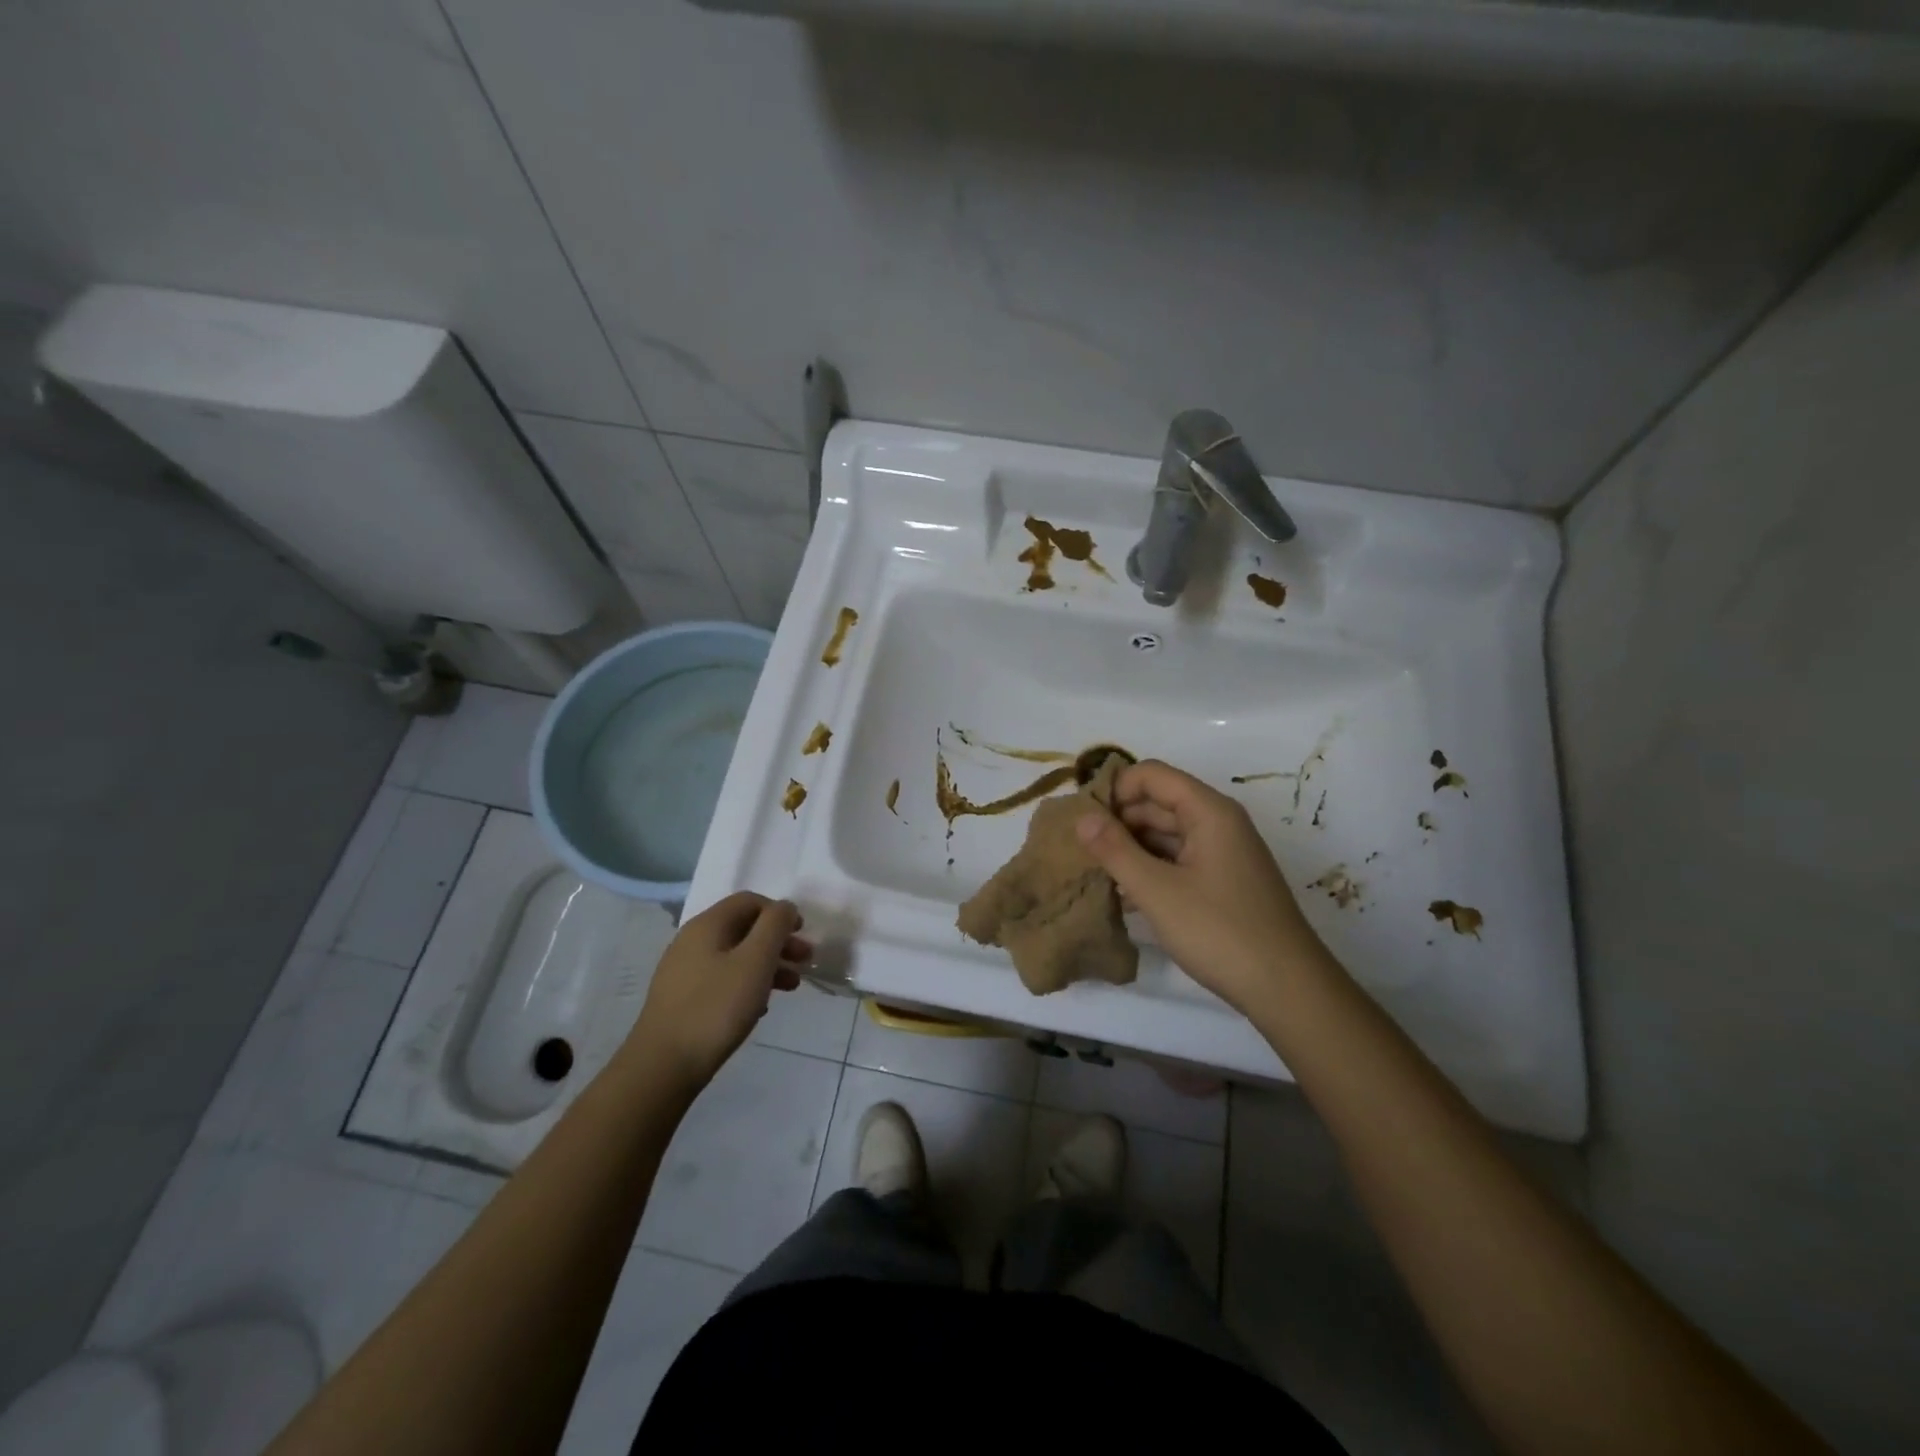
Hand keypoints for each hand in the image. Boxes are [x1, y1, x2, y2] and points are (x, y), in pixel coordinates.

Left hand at [625, 892, 810, 1091]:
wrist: (662, 1066)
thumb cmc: (716, 1007)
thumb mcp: (755, 961)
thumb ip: (774, 926)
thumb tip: (784, 907)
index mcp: (708, 925)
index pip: (749, 901)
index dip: (779, 912)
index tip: (801, 934)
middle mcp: (692, 940)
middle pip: (744, 928)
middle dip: (778, 941)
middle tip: (804, 962)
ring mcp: (684, 970)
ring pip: (734, 955)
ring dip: (766, 964)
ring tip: (791, 987)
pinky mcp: (682, 998)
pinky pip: (722, 978)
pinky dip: (746, 983)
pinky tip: (760, 1007)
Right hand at [1076, 760, 1324, 1014]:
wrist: (1287, 990)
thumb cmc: (1220, 931)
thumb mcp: (1157, 891)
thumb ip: (1115, 850)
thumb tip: (1081, 817)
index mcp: (1209, 811)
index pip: (1151, 775)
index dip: (1115, 790)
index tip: (1084, 821)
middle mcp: (1218, 823)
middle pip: (1158, 803)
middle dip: (1118, 821)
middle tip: (1081, 851)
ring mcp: (1222, 853)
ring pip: (1165, 834)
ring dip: (1131, 849)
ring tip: (1096, 874)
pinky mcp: (1223, 882)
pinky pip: (1178, 860)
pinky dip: (1150, 870)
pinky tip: (1124, 896)